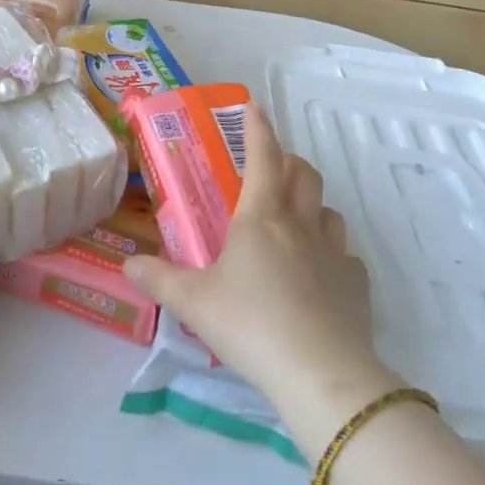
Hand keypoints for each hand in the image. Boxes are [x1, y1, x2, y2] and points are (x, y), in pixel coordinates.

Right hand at [125, 104, 400, 447]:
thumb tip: (128, 266)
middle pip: (305, 175)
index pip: (262, 157)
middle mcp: (300, 226)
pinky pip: (347, 257)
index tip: (254, 107)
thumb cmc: (251, 325)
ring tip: (295, 222)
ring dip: (313, 206)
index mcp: (260, 217)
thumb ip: (159, 280)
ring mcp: (334, 255)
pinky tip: (320, 276)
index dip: (258, 128)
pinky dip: (333, 255)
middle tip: (271, 169)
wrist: (322, 377)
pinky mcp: (357, 287)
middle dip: (289, 162)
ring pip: (329, 212)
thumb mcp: (193, 302)